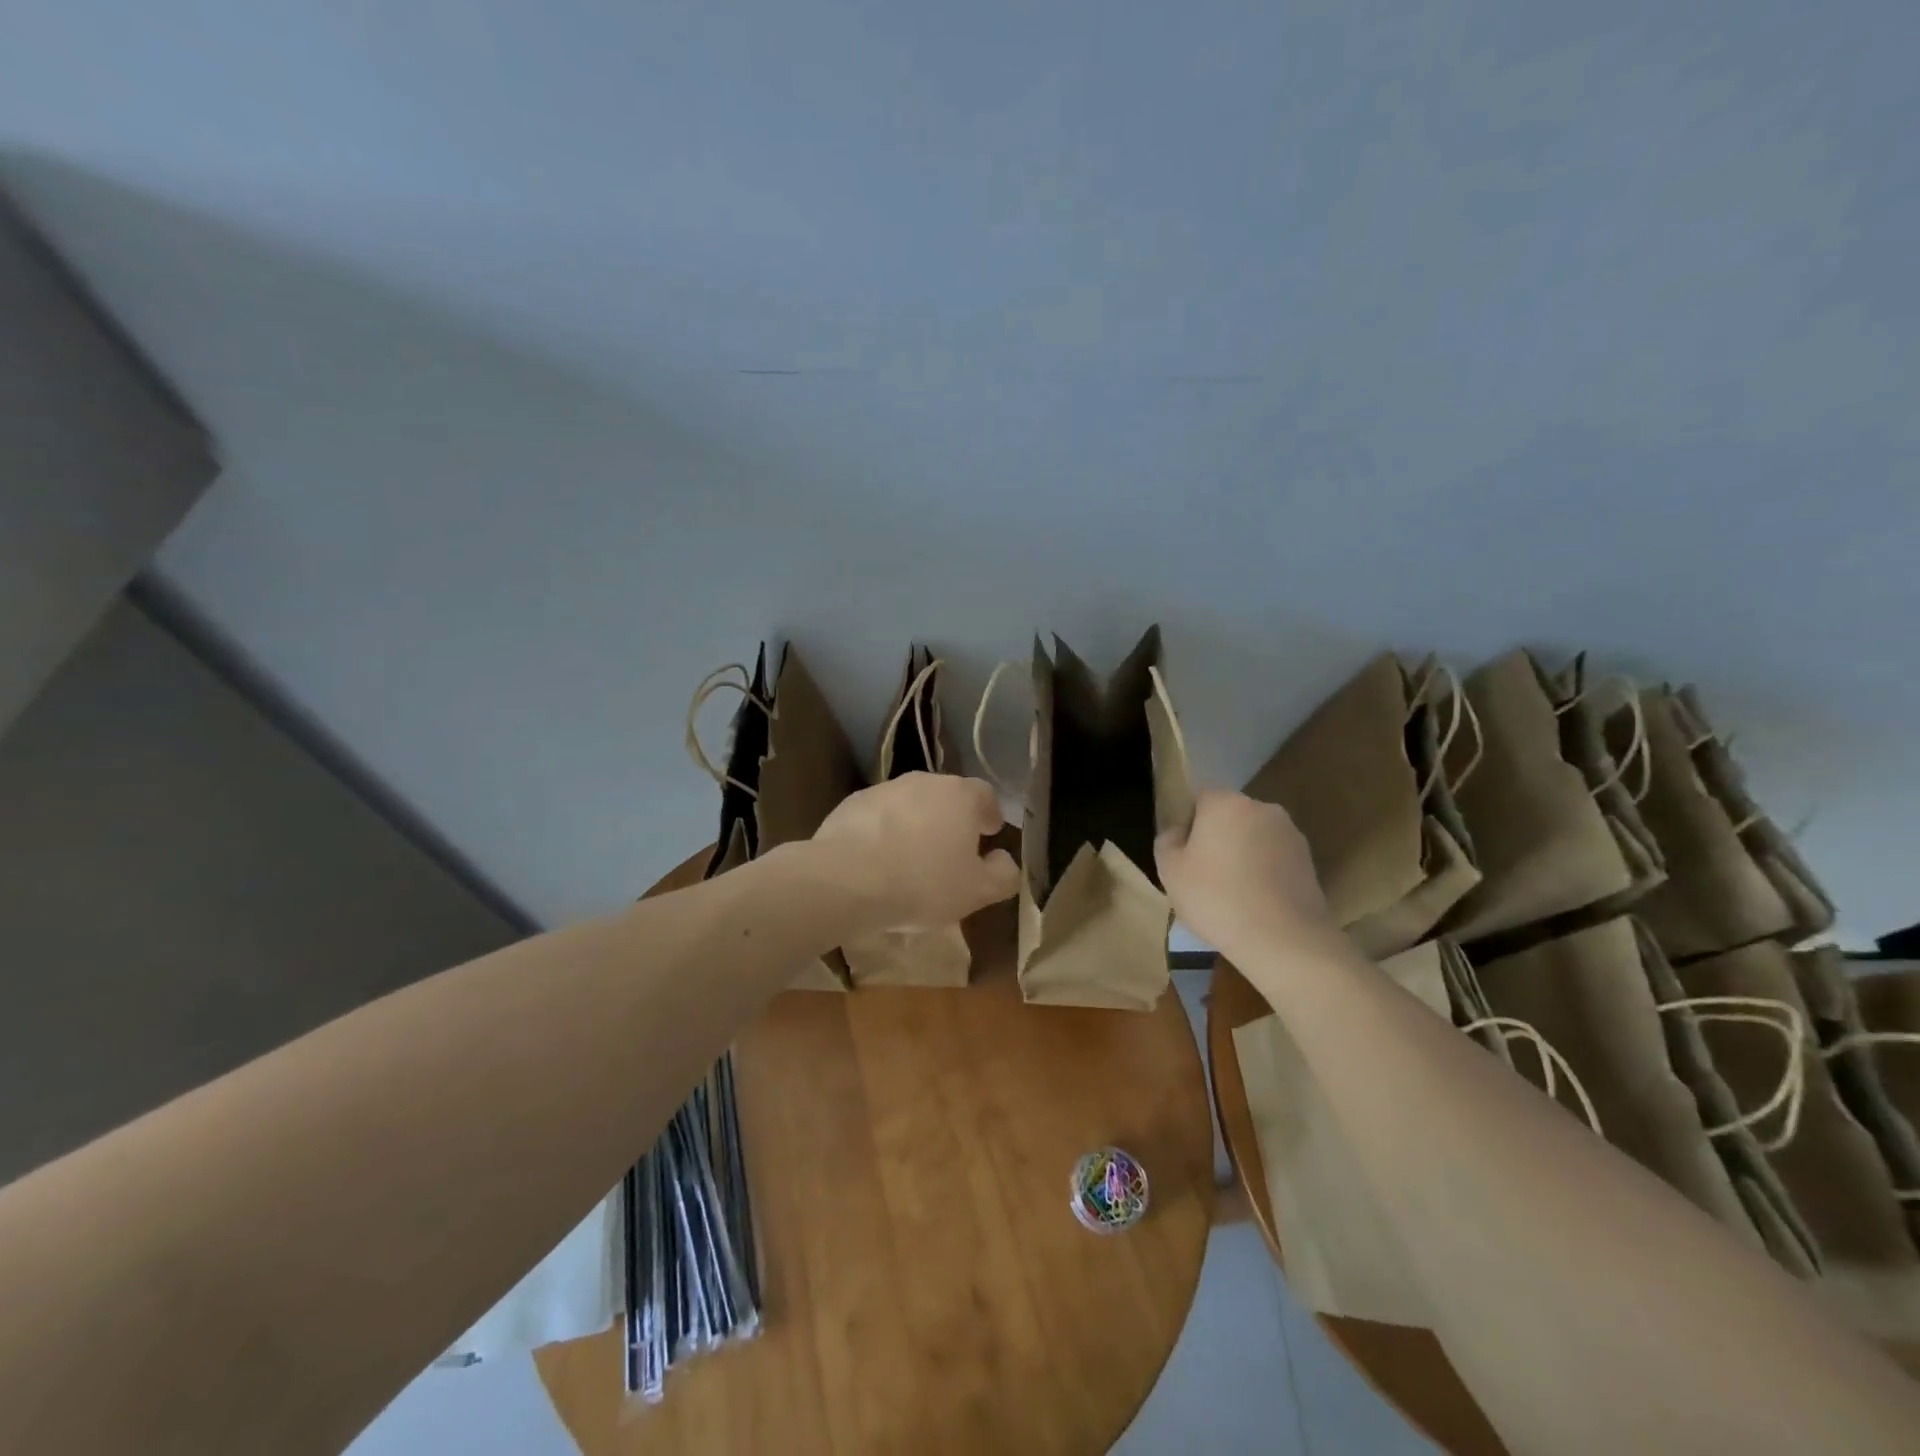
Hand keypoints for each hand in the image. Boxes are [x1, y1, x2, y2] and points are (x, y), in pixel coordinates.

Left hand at [809, 773, 1020, 932]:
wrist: (845, 880)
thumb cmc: (922, 883)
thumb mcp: (977, 891)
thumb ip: (1002, 874)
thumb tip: (1005, 860)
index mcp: (959, 795)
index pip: (984, 794)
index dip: (989, 813)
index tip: (989, 832)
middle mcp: (922, 782)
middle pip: (945, 797)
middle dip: (951, 819)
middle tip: (952, 851)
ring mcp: (883, 790)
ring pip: (909, 805)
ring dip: (915, 825)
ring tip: (911, 860)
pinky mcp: (850, 805)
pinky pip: (877, 818)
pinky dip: (883, 833)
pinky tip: (878, 862)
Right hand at [1155, 790, 1335, 954]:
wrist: (1283, 939)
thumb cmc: (1216, 899)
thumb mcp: (1170, 870)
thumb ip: (1168, 841)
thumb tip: (1179, 832)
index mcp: (1226, 803)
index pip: (1200, 798)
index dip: (1189, 824)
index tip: (1185, 856)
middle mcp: (1262, 808)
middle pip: (1230, 816)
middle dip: (1218, 838)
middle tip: (1205, 876)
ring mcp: (1290, 834)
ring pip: (1254, 838)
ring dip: (1243, 855)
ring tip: (1233, 895)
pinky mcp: (1309, 861)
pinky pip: (1275, 859)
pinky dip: (1264, 873)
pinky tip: (1257, 903)